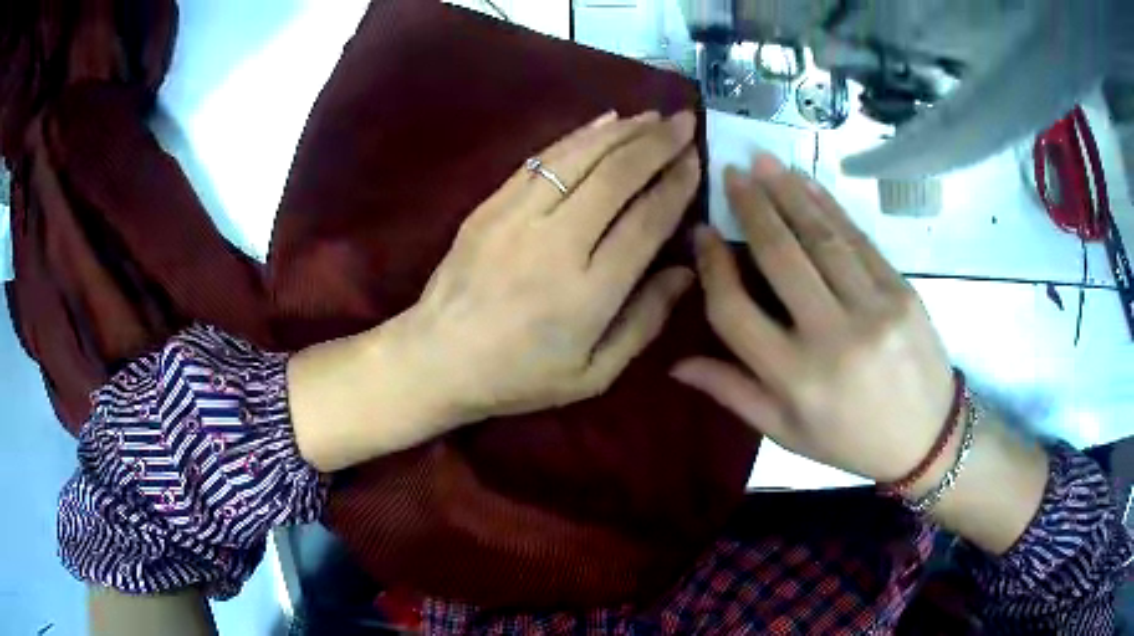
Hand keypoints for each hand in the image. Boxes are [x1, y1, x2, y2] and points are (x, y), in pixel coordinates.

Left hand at [408, 110, 698, 419]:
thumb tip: (685, 271)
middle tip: (684, 121)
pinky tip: (604, 122)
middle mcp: (557, 243)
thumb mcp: (593, 374)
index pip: (646, 220)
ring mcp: (517, 217)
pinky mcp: (491, 204)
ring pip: (579, 157)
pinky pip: (542, 159)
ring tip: (652, 117)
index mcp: (589, 292)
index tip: (696, 159)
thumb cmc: (519, 376)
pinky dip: (578, 136)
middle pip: (616, 176)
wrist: (437, 359)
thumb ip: (644, 321)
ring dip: (621, 131)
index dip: (676, 185)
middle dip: (657, 143)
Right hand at [671, 154, 954, 483]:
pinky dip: (830, 207)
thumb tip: (676, 364)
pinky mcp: (901, 291)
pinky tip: (807, 182)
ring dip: (788, 193)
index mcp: (795, 379)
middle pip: (780, 257)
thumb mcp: (787, 433)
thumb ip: (733, 394)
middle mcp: (831, 338)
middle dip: (752, 208)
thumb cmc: (851, 441)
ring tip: (762, 162)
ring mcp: (872, 308)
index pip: (735, 311)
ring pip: (821, 237)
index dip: (713, 267)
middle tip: (731, 172)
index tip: (702, 233)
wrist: (928, 437)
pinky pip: (859, 240)